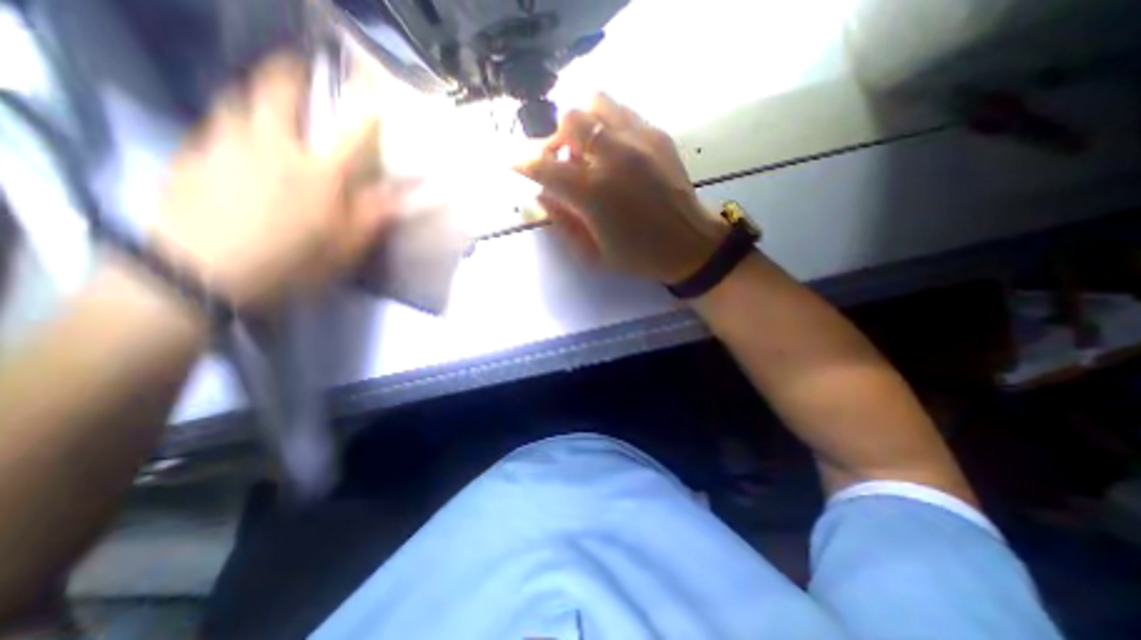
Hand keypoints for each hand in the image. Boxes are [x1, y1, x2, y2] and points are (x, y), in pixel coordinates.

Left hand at [150, 52, 401, 311]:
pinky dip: (229, 121)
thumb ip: (374, 216)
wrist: (201, 275)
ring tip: (264, 97)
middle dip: (290, 73)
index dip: (367, 110)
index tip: (375, 91)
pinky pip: (213, 125)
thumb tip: (403, 195)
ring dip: (255, 92)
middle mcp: (272, 147)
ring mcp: (225, 146)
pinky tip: (234, 136)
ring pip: (237, 101)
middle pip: (277, 93)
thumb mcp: (346, 247)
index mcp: (318, 173)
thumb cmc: (291, 262)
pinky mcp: (191, 156)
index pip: (352, 134)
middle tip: (299, 65)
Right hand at [515, 93, 719, 282]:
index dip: (524, 164)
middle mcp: (613, 157)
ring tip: (586, 150)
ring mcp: (638, 140)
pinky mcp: (657, 134)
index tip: (517, 165)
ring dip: (582, 124)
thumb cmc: (637, 255)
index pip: (544, 166)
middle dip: (555, 140)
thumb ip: (562, 221)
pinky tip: (612, 148)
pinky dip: (607, 124)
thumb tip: (542, 194)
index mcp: (593, 193)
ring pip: (596, 103)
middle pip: (570, 121)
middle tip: (560, 161)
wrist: (688, 244)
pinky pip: (622, 111)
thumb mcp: (592, 253)